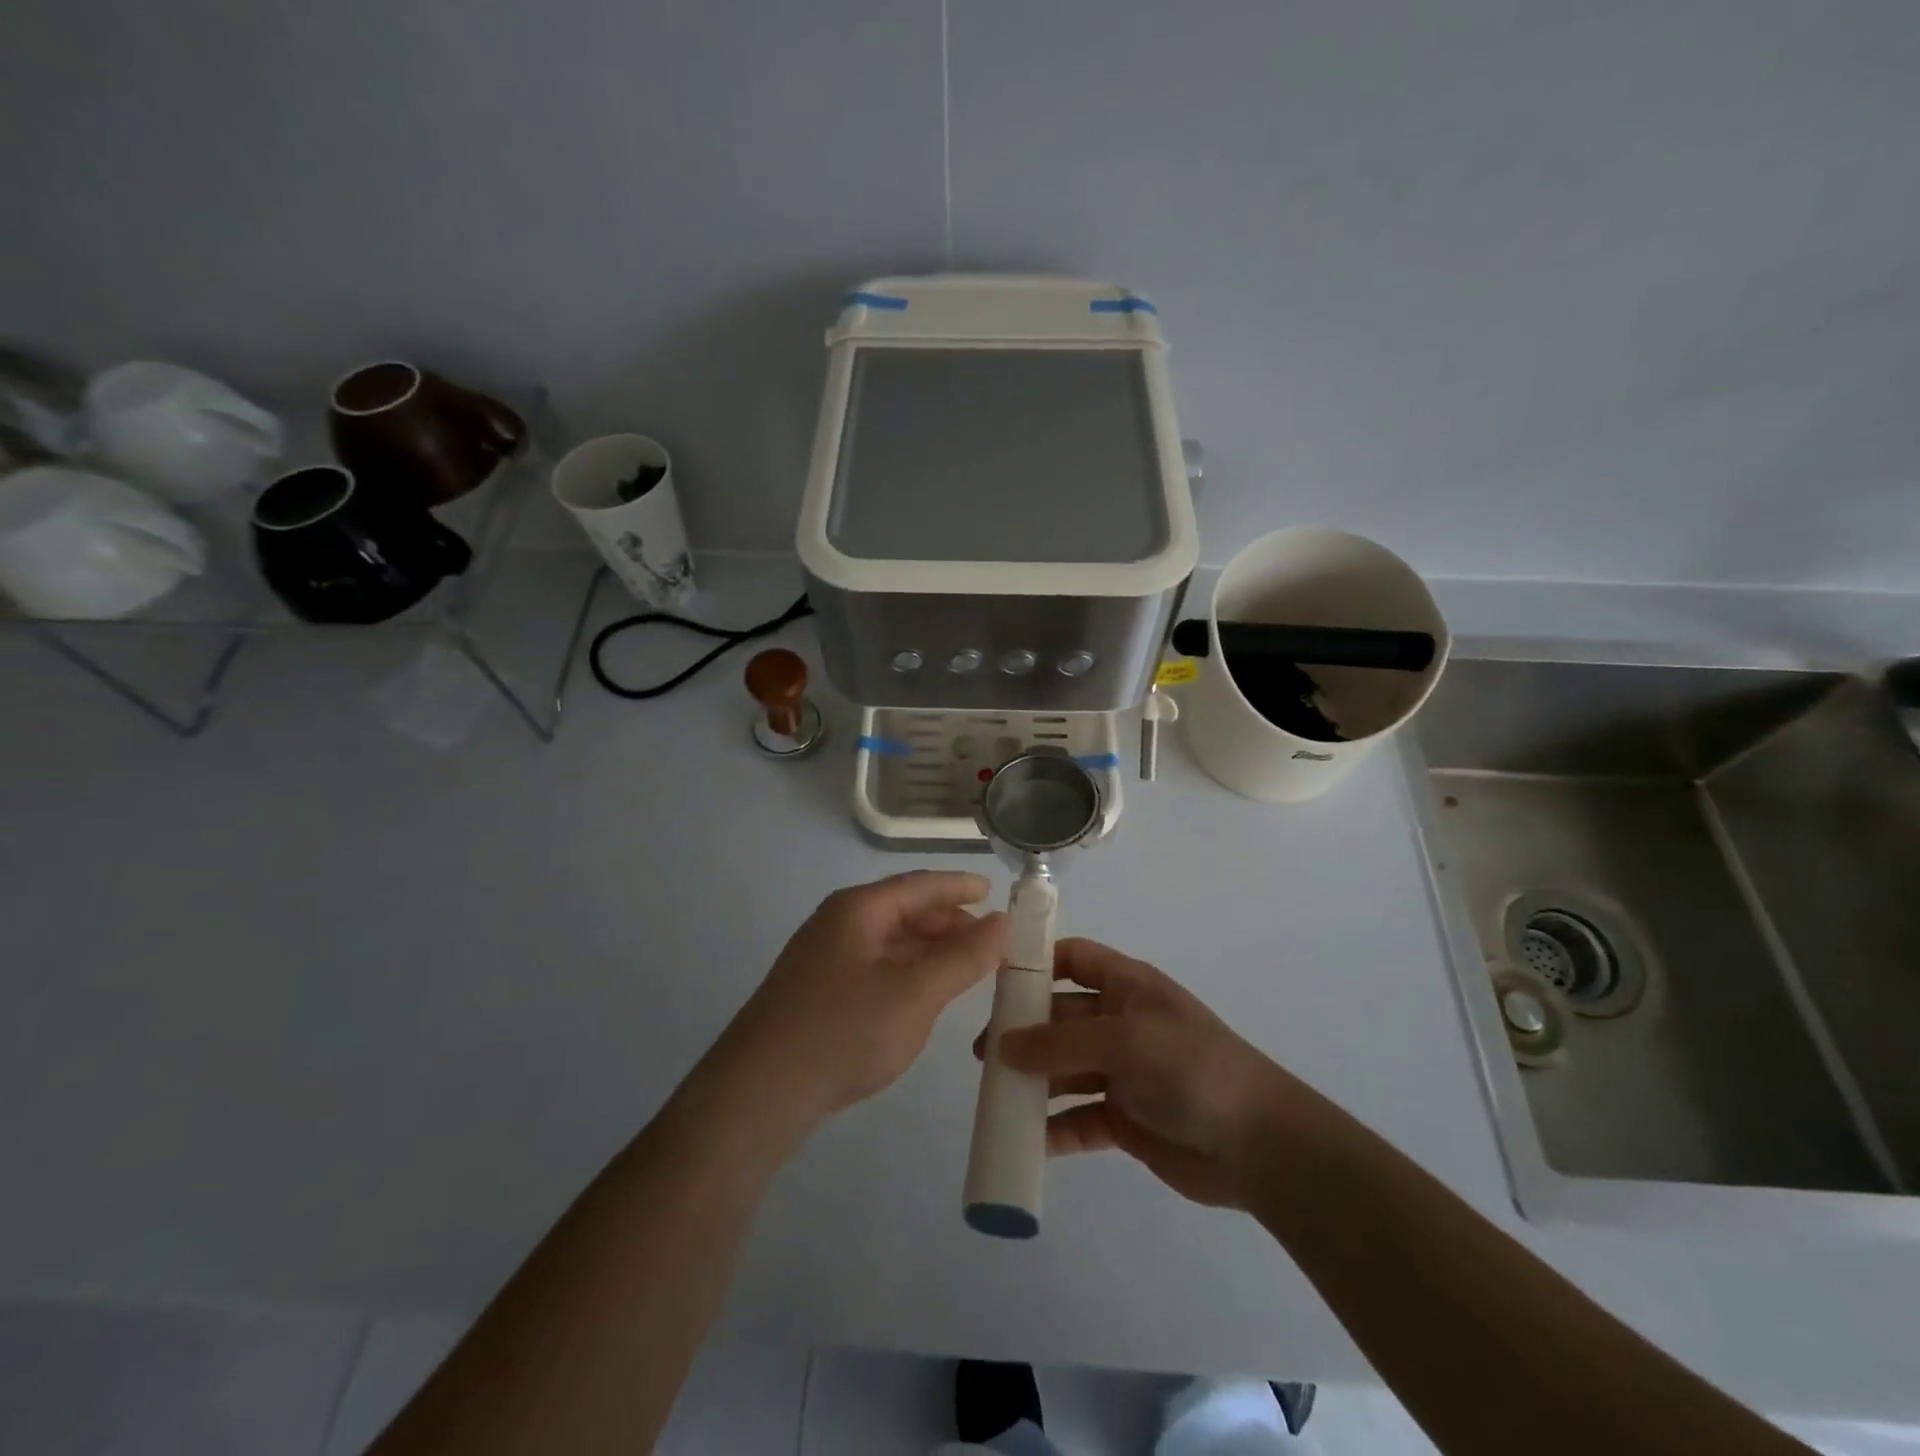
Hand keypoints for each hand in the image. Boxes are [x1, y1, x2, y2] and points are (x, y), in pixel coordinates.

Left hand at [714, 871, 1006, 1129]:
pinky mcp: (818, 991)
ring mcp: (824, 957)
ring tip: (967, 967)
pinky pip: (876, 966)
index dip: (960, 887)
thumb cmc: (842, 1032)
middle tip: (991, 942)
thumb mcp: (914, 994)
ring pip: (890, 941)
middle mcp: (839, 923)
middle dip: (949, 922)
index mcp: (859, 909)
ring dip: (930, 949)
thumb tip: (1002, 922)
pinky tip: (925, 993)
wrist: (757, 1094)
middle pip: (905, 910)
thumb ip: (963, 957)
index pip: (920, 885)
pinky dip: (909, 971)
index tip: (994, 893)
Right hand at [986, 939, 1299, 1209]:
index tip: (995, 984)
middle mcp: (1121, 1023)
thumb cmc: (1192, 1069)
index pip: (1074, 958)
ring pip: (1064, 1070)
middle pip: (1060, 1017)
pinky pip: (1079, 1118)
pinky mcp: (1126, 1120)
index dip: (1037, 963)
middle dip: (1023, 1033)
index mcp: (1127, 987)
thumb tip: (1003, 1046)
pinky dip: (1054, 1129)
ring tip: (996, 1099)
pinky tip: (1028, 1141)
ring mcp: (1123, 1073)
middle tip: (984, 1057)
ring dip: (1033, 1082)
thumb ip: (1061, 1042)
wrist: (1261, 1146)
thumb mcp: (1125, 1042)